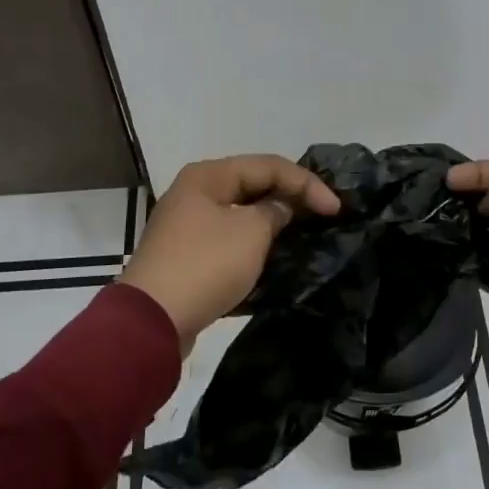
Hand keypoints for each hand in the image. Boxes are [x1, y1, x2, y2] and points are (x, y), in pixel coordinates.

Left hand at [124, 155, 341, 352]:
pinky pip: (230, 236)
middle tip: (324, 214)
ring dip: (273, 218)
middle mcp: (195, 191)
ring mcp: (188, 224)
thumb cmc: (205, 265)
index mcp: (208, 175)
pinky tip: (275, 252)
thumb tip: (280, 208)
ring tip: (305, 230)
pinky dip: (254, 240)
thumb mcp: (250, 233)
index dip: (306, 183)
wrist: (151, 322)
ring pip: (241, 211)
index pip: (268, 165)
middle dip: (290, 196)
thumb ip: (275, 211)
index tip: (336, 209)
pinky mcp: (188, 254)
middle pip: (253, 184)